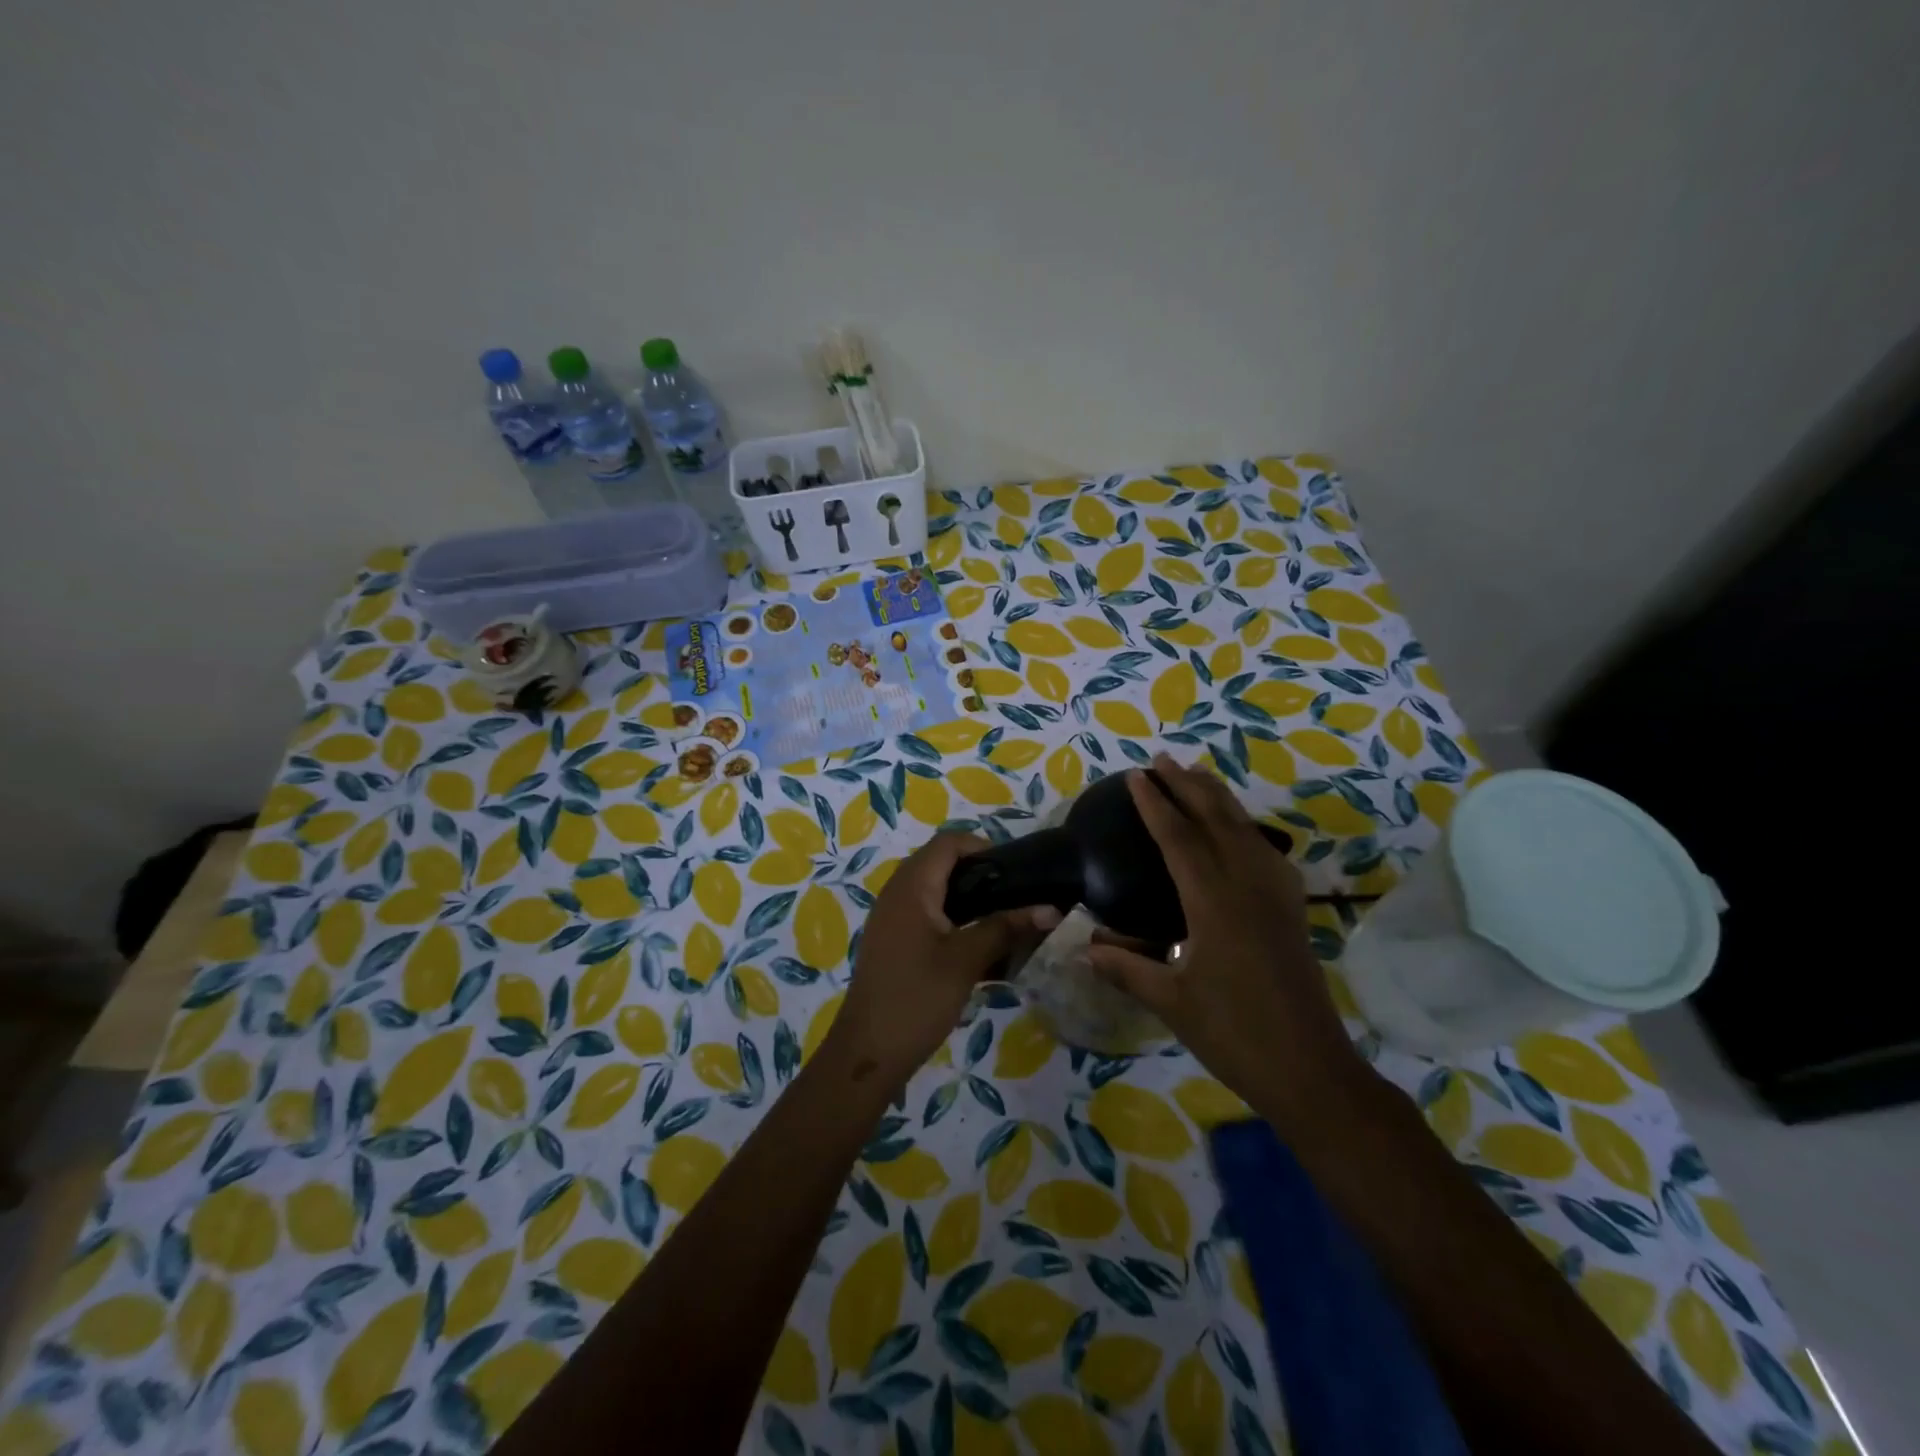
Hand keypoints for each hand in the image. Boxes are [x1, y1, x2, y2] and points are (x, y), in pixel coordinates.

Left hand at [828, 832, 1058, 1086]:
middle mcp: (898, 893)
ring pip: (938, 893)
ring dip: (972, 902)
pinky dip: (956, 923)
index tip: (1016, 873)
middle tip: (1016, 898)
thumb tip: (1052, 909)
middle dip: (982, 877)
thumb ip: (1006, 928)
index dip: (983, 847)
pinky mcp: (895, 942)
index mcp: (911, 886)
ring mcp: (893, 918)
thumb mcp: (966, 960)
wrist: (868, 1053)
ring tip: (1005, 923)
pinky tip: (982, 950)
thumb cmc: (916, 998)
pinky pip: (929, 917)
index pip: (949, 842)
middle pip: (943, 864)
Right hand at [1086, 756, 1358, 1107]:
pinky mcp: (1291, 910)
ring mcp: (1275, 895)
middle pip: (1216, 820)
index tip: (1136, 776)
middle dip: (1187, 786)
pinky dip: (1245, 827)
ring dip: (1218, 798)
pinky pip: (1266, 851)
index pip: (1179, 839)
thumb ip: (1126, 969)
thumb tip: (1083, 948)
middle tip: (1162, 760)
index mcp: (1214, 903)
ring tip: (1197, 776)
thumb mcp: (1171, 1002)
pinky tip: (1240, 832)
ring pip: (1245, 829)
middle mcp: (1247, 886)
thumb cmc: (1234, 1035)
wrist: (1310, 1068)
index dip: (1155, 804)